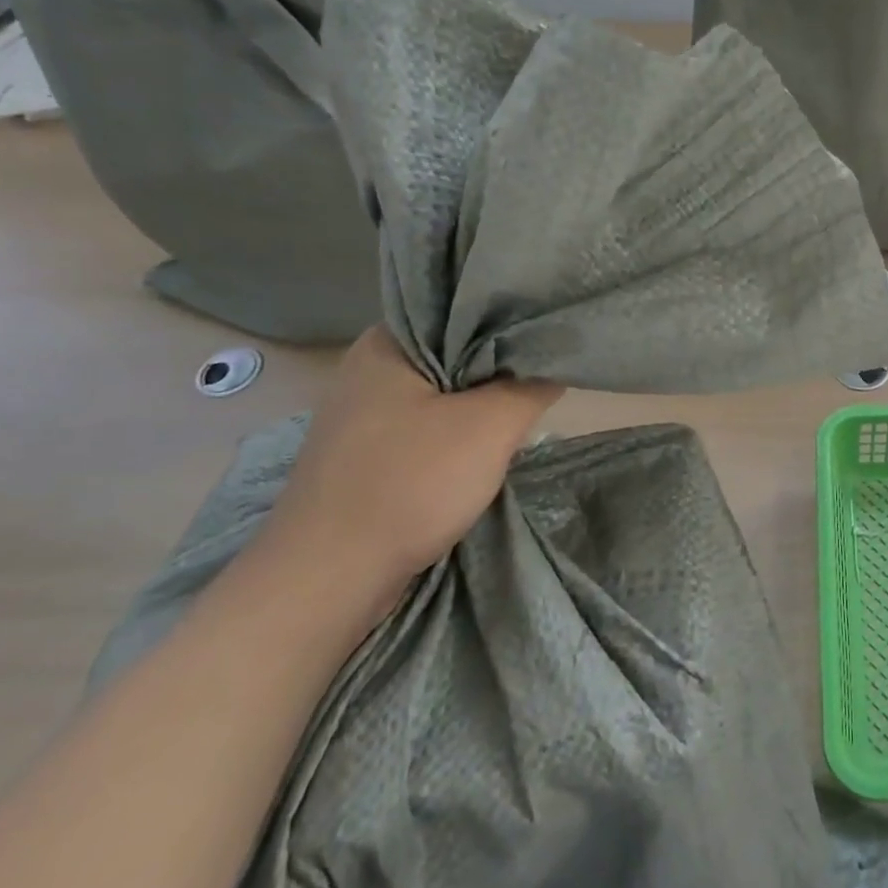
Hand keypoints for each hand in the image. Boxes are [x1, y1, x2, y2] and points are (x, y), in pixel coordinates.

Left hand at [260, 328, 562, 600]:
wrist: (329, 577)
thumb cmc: (410, 483)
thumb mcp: (491, 426)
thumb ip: (531, 384)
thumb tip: (558, 358)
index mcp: (386, 343)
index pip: (461, 310)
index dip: (510, 321)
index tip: (550, 337)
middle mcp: (366, 368)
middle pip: (453, 352)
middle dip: (500, 368)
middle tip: (545, 378)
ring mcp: (361, 414)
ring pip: (442, 392)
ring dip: (480, 404)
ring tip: (524, 411)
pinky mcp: (365, 452)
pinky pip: (425, 425)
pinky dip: (458, 431)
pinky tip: (484, 447)